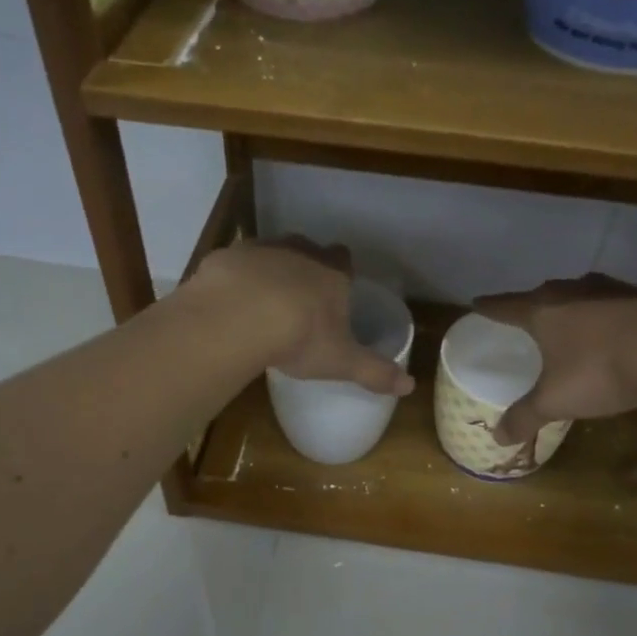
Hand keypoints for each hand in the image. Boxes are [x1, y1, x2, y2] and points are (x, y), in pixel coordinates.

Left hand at [189, 237, 413, 395]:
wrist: (237, 317)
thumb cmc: (300, 336)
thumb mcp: (341, 361)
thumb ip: (374, 371)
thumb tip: (410, 386)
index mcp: (332, 272)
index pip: (344, 260)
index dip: (341, 273)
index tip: (336, 291)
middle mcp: (299, 251)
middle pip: (307, 251)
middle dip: (304, 269)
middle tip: (298, 300)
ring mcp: (260, 249)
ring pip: (269, 254)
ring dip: (268, 273)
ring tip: (261, 304)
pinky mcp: (226, 256)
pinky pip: (234, 266)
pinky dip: (234, 281)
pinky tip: (230, 305)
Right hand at [473, 275, 636, 443]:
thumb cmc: (599, 372)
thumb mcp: (555, 401)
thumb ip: (525, 417)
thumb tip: (497, 438)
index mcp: (544, 312)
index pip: (506, 306)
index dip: (490, 307)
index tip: (476, 303)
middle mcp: (573, 292)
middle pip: (544, 294)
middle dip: (533, 304)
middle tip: (526, 314)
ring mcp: (612, 290)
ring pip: (581, 292)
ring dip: (573, 304)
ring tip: (571, 318)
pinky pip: (615, 302)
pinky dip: (607, 312)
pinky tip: (615, 328)